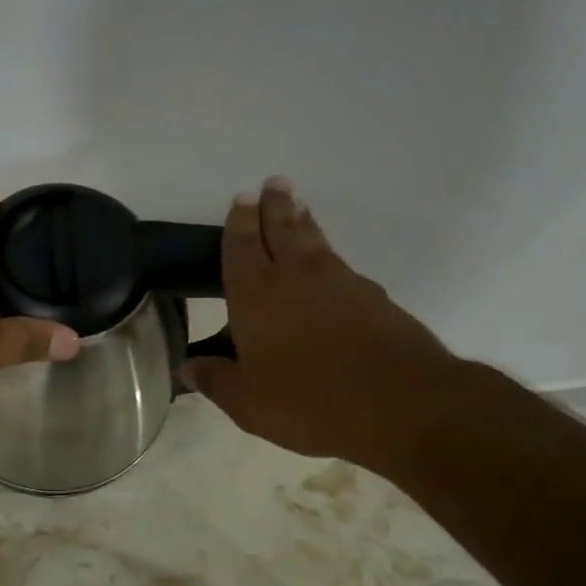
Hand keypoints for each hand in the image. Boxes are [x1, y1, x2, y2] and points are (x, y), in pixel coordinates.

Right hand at [179, 178, 465, 473]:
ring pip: (315, 241)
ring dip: (303, 221)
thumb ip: (215, 380)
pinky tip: (330, 265)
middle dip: (274, 206)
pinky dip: (328, 254)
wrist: (401, 402)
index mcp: (256, 296)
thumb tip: (185, 366)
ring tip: (299, 207)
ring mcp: (340, 283)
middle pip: (282, 229)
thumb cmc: (309, 401)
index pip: (241, 247)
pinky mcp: (374, 297)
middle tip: (274, 183)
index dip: (239, 222)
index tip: (241, 199)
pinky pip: (341, 264)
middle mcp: (296, 277)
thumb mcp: (248, 403)